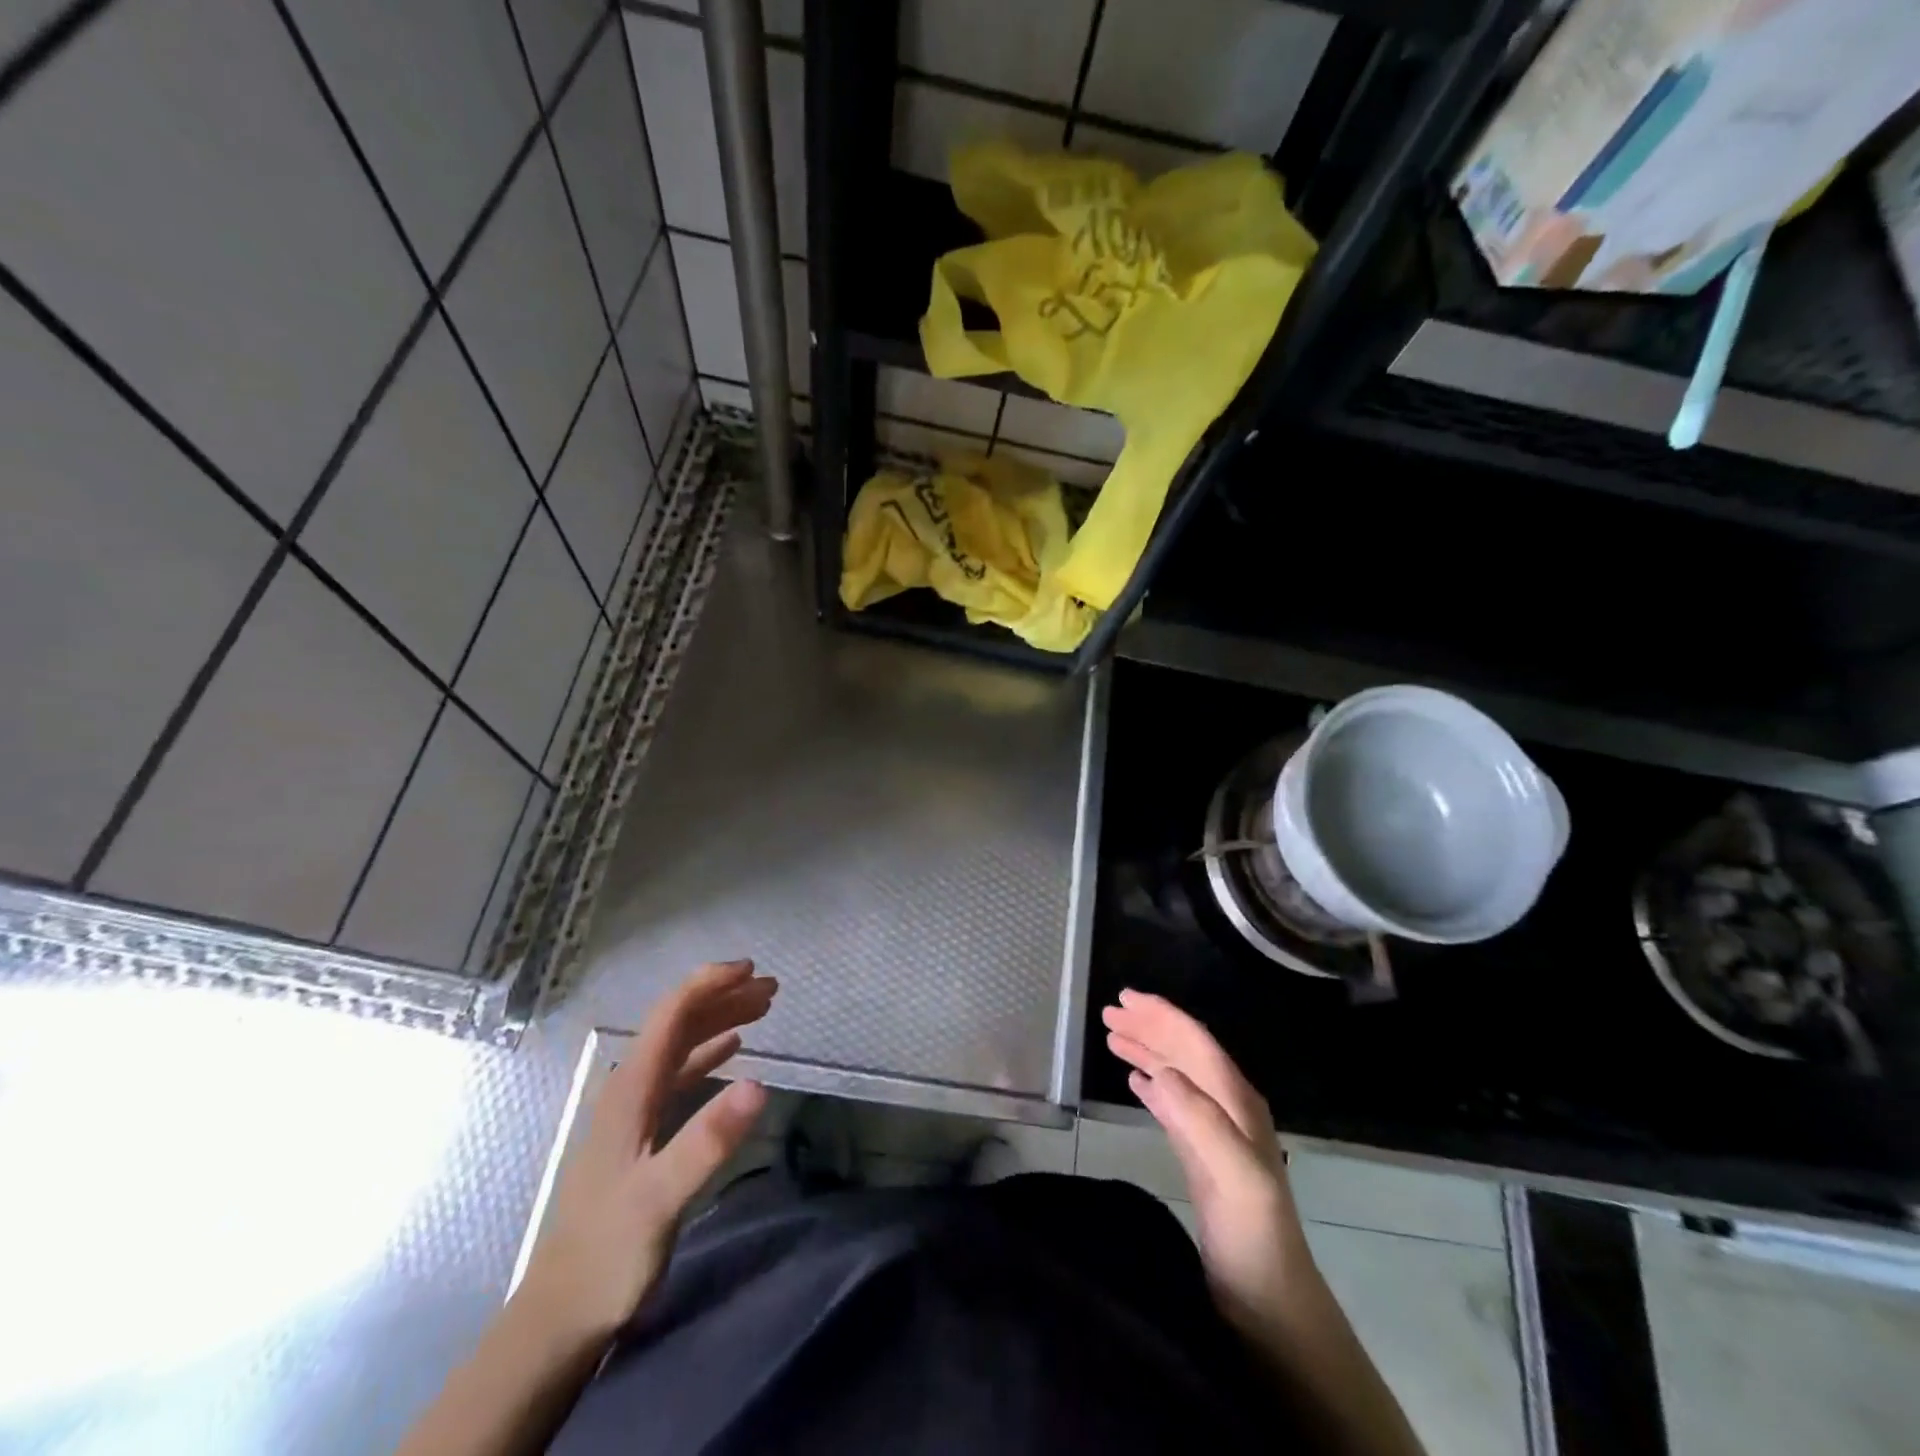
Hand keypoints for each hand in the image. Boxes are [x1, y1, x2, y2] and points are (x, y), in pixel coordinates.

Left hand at [517, 959, 777, 1346]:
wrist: (562, 1313)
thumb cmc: (609, 1252)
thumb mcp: (661, 1198)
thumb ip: (707, 1141)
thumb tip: (759, 1083)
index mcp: (631, 1089)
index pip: (671, 1014)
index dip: (709, 984)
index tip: (751, 970)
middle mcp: (631, 1088)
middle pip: (679, 1023)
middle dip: (723, 997)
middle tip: (772, 988)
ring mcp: (635, 1111)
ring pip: (682, 1046)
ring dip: (720, 1020)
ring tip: (762, 1007)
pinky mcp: (643, 1133)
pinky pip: (682, 1074)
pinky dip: (710, 1052)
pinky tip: (733, 1051)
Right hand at [1102, 990, 1305, 1338]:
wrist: (1268, 1303)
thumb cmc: (1253, 1236)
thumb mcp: (1235, 1175)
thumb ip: (1203, 1120)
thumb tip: (1161, 1071)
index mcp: (1237, 1102)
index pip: (1197, 1043)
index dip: (1162, 1016)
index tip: (1125, 997)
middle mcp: (1227, 1108)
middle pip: (1184, 1053)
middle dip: (1149, 1027)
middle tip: (1108, 1012)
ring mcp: (1215, 1133)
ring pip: (1176, 1075)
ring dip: (1146, 1051)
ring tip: (1112, 1037)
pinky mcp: (1201, 1157)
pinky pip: (1173, 1106)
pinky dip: (1152, 1085)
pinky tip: (1134, 1081)